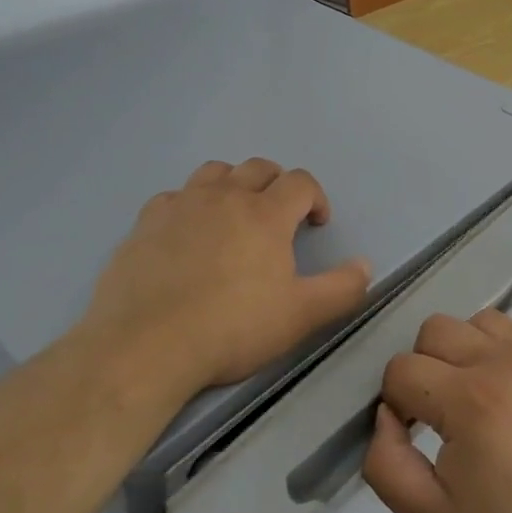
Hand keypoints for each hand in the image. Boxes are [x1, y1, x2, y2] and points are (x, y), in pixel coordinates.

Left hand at [84, 158, 372, 391]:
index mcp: (266, 213)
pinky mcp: (146, 221)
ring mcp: (182, 204)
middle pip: (258, 168)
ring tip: (234, 213)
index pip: (300, 182)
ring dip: (233, 184)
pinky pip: (174, 196)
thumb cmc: (232, 328)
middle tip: (280, 215)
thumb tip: (365, 265)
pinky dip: (189, 204)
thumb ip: (342, 288)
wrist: (147, 344)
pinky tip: (186, 232)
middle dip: (277, 184)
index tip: (316, 223)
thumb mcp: (301, 316)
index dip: (315, 197)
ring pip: (215, 172)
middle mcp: (225, 196)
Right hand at [362, 309, 511, 512]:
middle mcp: (500, 365)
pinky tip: (500, 396)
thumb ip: (387, 465)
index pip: (401, 369)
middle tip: (435, 420)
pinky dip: (491, 349)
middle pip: (433, 330)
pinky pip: (511, 333)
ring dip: (457, 352)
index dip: (395, 405)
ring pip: (473, 322)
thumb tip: (385, 417)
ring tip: (468, 401)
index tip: (413, 441)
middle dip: (421, 370)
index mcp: (468, 401)